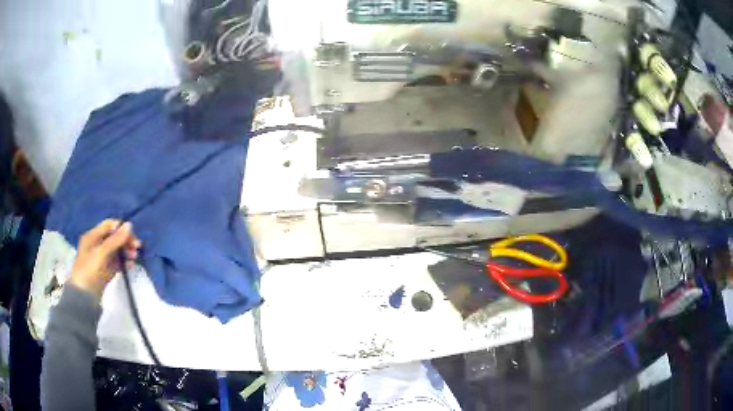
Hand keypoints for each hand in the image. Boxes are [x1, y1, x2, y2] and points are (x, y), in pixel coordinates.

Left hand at [69, 219, 141, 298]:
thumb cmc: (90, 270)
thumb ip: (115, 240)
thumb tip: (130, 225)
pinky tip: (131, 265)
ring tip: (134, 257)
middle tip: (137, 248)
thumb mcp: (101, 253)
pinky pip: (117, 262)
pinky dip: (124, 262)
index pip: (109, 225)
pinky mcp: (107, 270)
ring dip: (126, 251)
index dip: (120, 229)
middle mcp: (97, 244)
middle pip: (114, 237)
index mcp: (93, 236)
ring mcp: (102, 258)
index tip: (131, 237)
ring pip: (117, 250)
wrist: (84, 296)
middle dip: (126, 241)